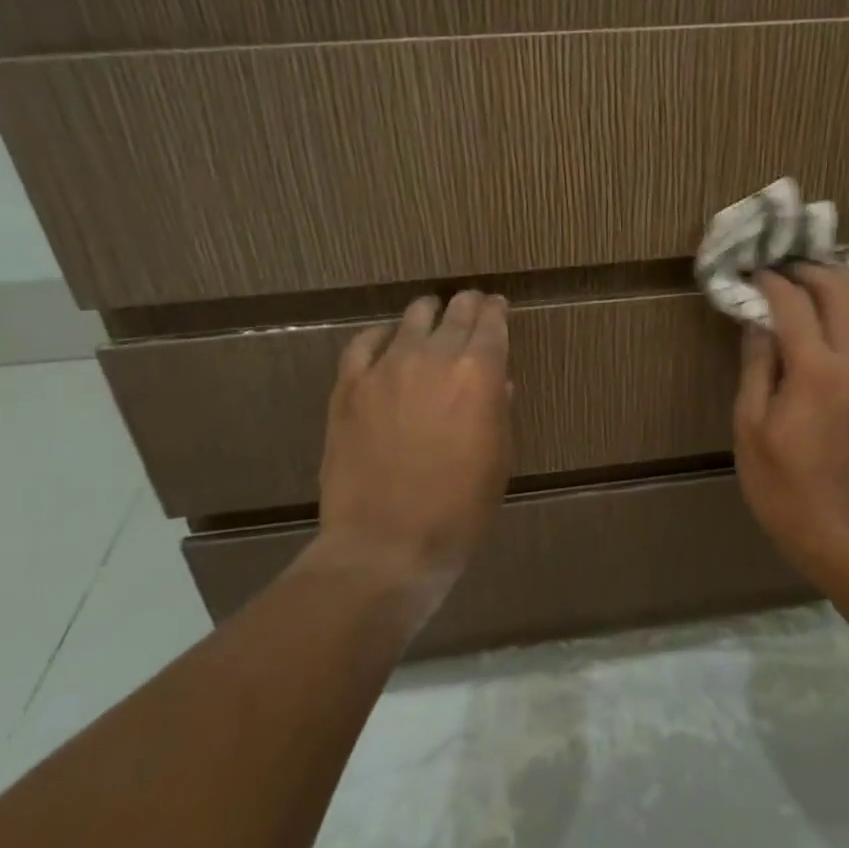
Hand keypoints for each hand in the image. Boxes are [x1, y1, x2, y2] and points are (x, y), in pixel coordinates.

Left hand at [307, 290, 512, 625]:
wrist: (387, 542)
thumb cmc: (460, 508)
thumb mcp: (498, 459)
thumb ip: (497, 410)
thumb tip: (496, 384)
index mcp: (479, 374)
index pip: (492, 324)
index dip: (496, 311)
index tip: (498, 306)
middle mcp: (435, 358)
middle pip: (455, 312)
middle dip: (468, 305)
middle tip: (471, 305)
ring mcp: (387, 368)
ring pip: (411, 319)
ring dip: (428, 314)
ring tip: (431, 316)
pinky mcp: (349, 387)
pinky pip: (363, 343)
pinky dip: (379, 336)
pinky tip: (385, 340)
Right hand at [733, 263, 848, 578]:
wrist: (838, 531)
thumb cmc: (780, 483)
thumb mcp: (750, 425)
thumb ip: (756, 365)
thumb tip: (757, 320)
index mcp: (814, 370)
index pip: (793, 303)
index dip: (770, 282)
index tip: (753, 274)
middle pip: (839, 291)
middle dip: (809, 271)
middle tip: (783, 270)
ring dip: (844, 283)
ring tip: (819, 279)